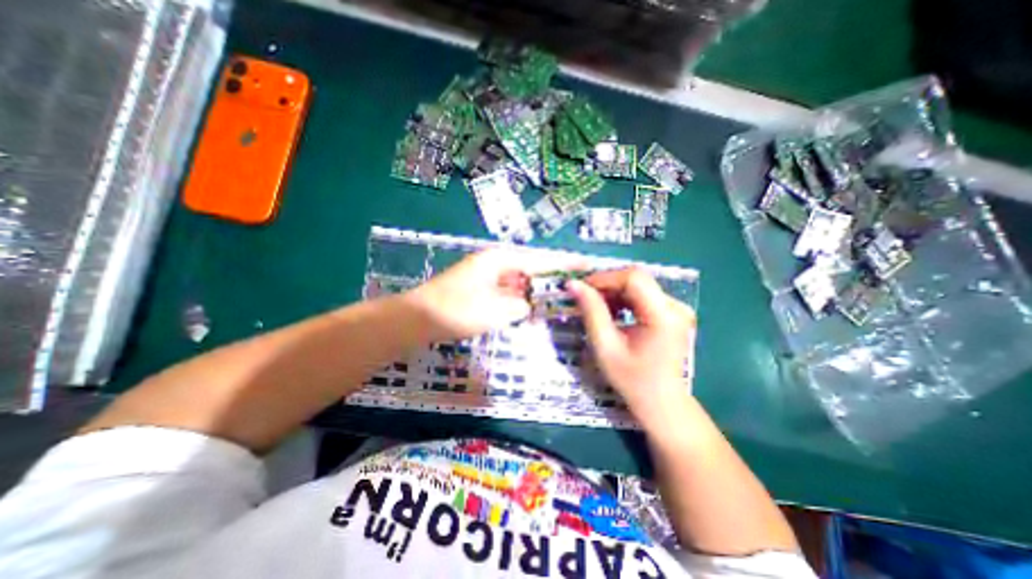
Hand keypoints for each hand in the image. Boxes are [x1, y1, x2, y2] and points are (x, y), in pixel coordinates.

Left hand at [403, 250, 567, 340]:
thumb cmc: (456, 310)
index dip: (565, 262)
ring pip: (520, 280)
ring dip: (537, 289)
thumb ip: (520, 306)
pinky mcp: (481, 288)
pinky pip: (509, 291)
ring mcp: (487, 275)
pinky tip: (531, 308)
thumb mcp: (495, 310)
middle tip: (575, 286)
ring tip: (560, 297)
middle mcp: (496, 262)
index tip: (586, 264)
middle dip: (553, 277)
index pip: (541, 259)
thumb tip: (528, 305)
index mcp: (501, 260)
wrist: (417, 319)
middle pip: (532, 267)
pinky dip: (521, 299)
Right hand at [569, 267, 696, 419]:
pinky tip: (612, 312)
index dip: (604, 278)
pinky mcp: (672, 312)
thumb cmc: (632, 380)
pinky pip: (643, 294)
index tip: (581, 288)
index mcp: (664, 316)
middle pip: (636, 279)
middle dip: (607, 284)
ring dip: (614, 291)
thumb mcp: (605, 346)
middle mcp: (675, 306)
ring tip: (596, 307)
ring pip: (638, 284)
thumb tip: (573, 285)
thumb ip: (591, 312)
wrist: (661, 402)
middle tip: (585, 298)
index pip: (633, 279)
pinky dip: (623, 299)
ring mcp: (676, 308)